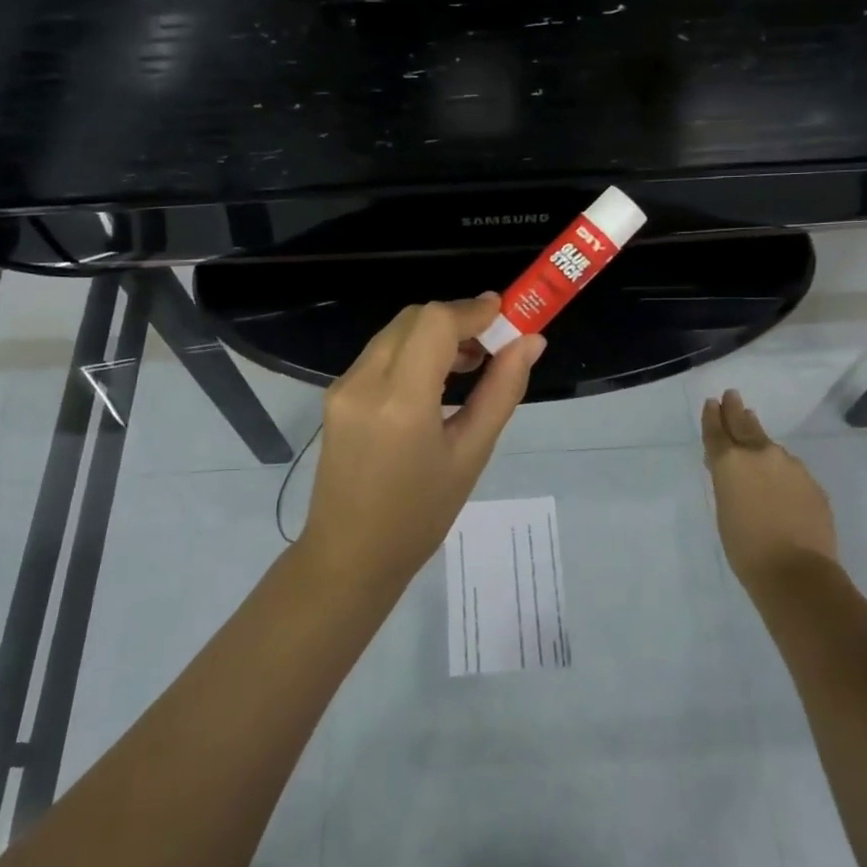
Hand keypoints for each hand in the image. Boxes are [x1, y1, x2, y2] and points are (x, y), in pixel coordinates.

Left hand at [300, 295, 544, 589]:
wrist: (350, 556)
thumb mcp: (471, 454)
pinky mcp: (335, 394)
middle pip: (414, 319)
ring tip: (469, 366)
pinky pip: (380, 353)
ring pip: (395, 332)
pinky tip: (435, 382)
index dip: (473, 310)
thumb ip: (502, 391)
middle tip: (493, 346)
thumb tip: (530, 342)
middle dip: (457, 320)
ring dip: (434, 334)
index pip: (435, 322)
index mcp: (400, 401)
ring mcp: (343, 386)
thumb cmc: (421, 516)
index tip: (507, 314)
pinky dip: (412, 351)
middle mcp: (364, 382)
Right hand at [701, 389, 837, 590]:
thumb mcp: (724, 509)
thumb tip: (733, 468)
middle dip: (736, 410)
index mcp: (731, 461)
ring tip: (754, 435)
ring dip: (760, 441)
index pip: (717, 431)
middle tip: (732, 395)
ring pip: (770, 448)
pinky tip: (779, 483)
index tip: (712, 402)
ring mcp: (791, 466)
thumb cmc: (745, 547)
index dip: (712, 416)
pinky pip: (791, 470)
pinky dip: (781, 470)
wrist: (796, 573)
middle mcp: (761, 454)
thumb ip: (727, 481)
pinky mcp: (812, 483)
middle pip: (745, 425)